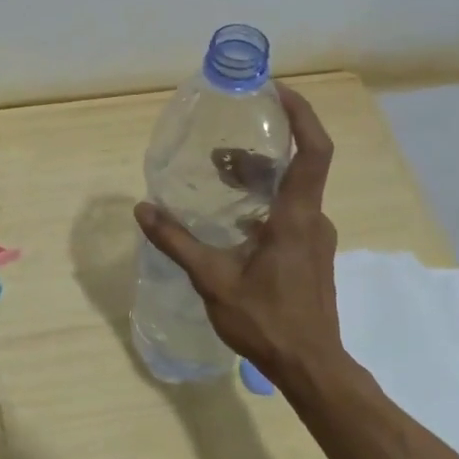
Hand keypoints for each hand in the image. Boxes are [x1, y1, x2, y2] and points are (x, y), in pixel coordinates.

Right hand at [135, 83, 341, 387]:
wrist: (311, 367)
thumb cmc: (266, 321)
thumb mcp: (213, 280)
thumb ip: (177, 242)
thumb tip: (143, 209)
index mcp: (296, 217)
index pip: (313, 151)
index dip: (302, 115)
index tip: (279, 91)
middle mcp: (312, 219)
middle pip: (296, 167)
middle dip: (262, 147)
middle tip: (223, 143)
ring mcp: (315, 238)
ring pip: (291, 191)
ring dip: (259, 177)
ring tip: (219, 175)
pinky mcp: (310, 254)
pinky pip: (290, 212)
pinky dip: (264, 201)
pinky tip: (232, 219)